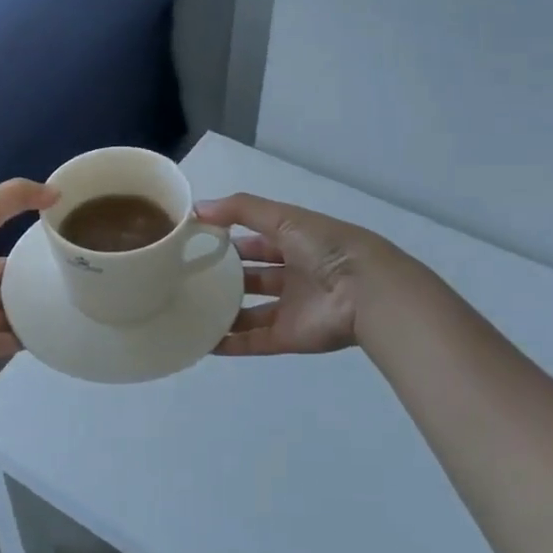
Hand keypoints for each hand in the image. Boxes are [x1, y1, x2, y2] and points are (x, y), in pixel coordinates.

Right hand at [193, 193, 395, 356]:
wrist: (367, 291)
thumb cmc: (326, 247)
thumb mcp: (283, 217)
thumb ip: (241, 210)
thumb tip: (197, 209)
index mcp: (295, 242)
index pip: (255, 239)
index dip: (228, 239)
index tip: (194, 243)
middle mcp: (293, 274)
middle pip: (251, 276)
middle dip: (223, 277)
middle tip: (185, 279)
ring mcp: (290, 308)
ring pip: (249, 311)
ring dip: (223, 312)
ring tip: (187, 311)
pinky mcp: (289, 336)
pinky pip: (254, 341)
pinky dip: (229, 343)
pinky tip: (201, 341)